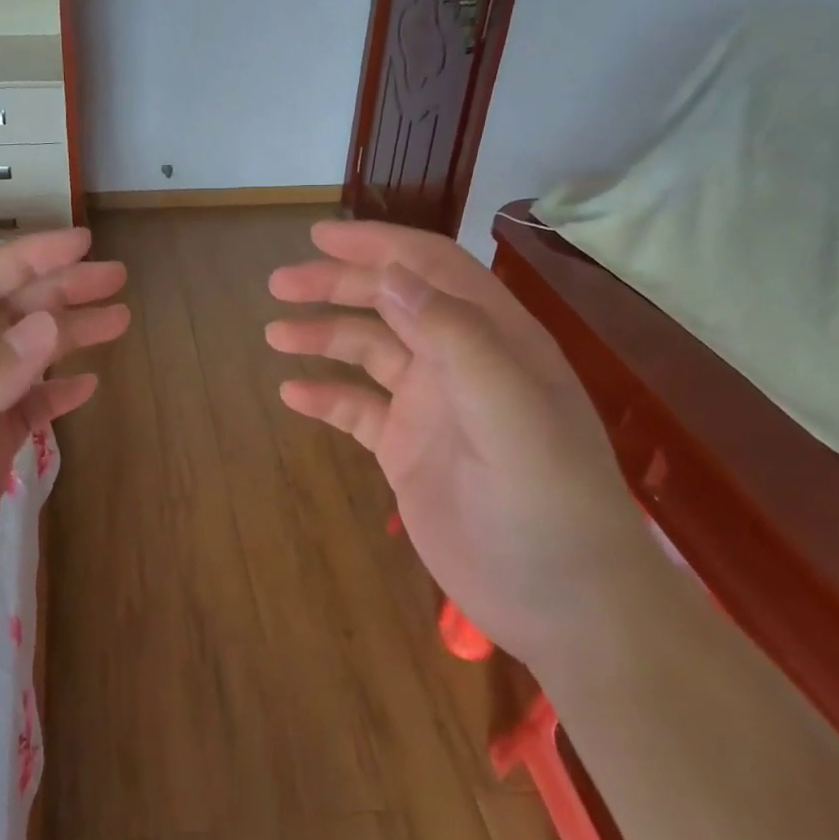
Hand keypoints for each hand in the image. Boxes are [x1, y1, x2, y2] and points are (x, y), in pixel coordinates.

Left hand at [0, 229, 128, 700]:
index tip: (81, 243)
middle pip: (1, 320)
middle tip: (117, 280)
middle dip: (57, 292)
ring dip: (65, 337)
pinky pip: (23, 411)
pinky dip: (56, 392)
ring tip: (118, 322)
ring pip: (19, 362)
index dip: (24, 260)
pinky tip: (86, 387)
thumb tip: (44, 322)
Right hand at [267, 220, 651, 666]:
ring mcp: (431, 407)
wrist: (563, 602)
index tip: (321, 236)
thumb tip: (394, 274)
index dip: (378, 245)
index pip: (431, 268)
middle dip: (336, 286)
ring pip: (368, 353)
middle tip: (279, 284)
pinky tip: (292, 396)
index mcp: (494, 337)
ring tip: (275, 335)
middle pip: (390, 303)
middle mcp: (459, 361)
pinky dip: (326, 398)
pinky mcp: (408, 450)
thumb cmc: (548, 499)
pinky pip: (358, 411)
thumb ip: (455, 336)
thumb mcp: (509, 408)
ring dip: (323, 338)